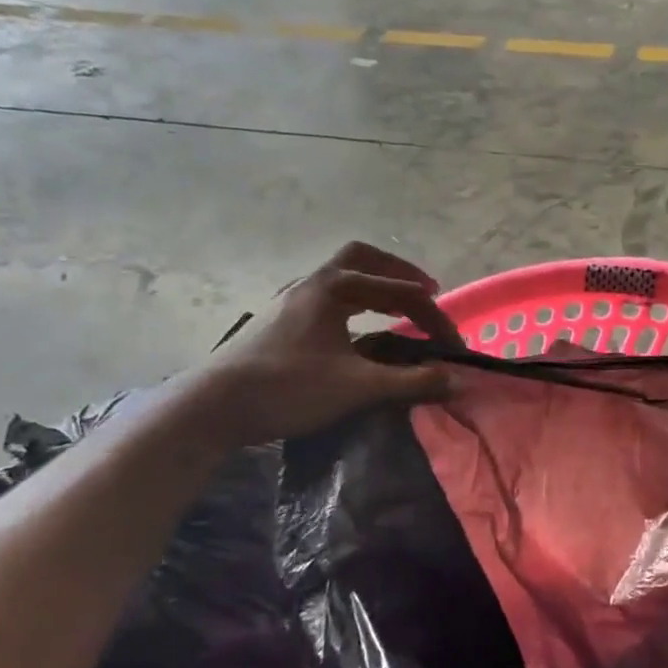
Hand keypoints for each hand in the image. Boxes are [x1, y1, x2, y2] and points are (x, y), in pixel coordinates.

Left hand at [198, 242, 463, 443]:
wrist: (212, 407)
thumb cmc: (288, 388)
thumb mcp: (357, 387)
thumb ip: (410, 382)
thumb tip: (456, 379)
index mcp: (333, 287)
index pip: (398, 291)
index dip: (433, 316)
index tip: (453, 343)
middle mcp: (311, 284)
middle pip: (363, 261)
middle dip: (399, 273)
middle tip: (427, 292)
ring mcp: (290, 301)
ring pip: (341, 278)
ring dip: (374, 287)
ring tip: (396, 308)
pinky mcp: (279, 322)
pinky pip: (327, 298)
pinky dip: (353, 304)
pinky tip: (357, 331)